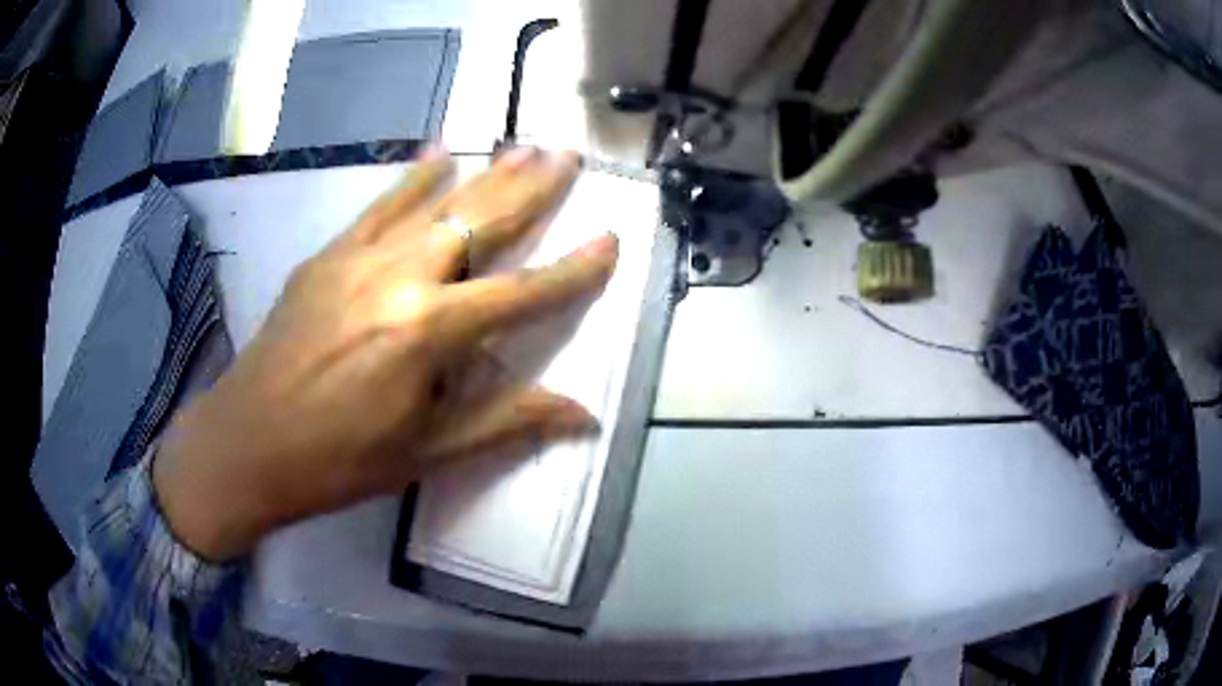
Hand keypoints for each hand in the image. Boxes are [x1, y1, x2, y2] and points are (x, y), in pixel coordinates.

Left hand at [152, 148, 618, 560]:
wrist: (247, 443)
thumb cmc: (340, 460)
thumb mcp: (428, 452)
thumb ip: (507, 422)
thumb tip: (583, 415)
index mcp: (429, 333)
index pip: (522, 293)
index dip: (572, 270)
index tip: (609, 239)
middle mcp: (400, 278)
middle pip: (480, 221)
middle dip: (531, 188)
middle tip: (568, 156)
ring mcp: (358, 258)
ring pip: (436, 201)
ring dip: (484, 173)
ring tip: (523, 146)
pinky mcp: (327, 255)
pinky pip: (379, 204)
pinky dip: (413, 176)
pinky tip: (437, 151)